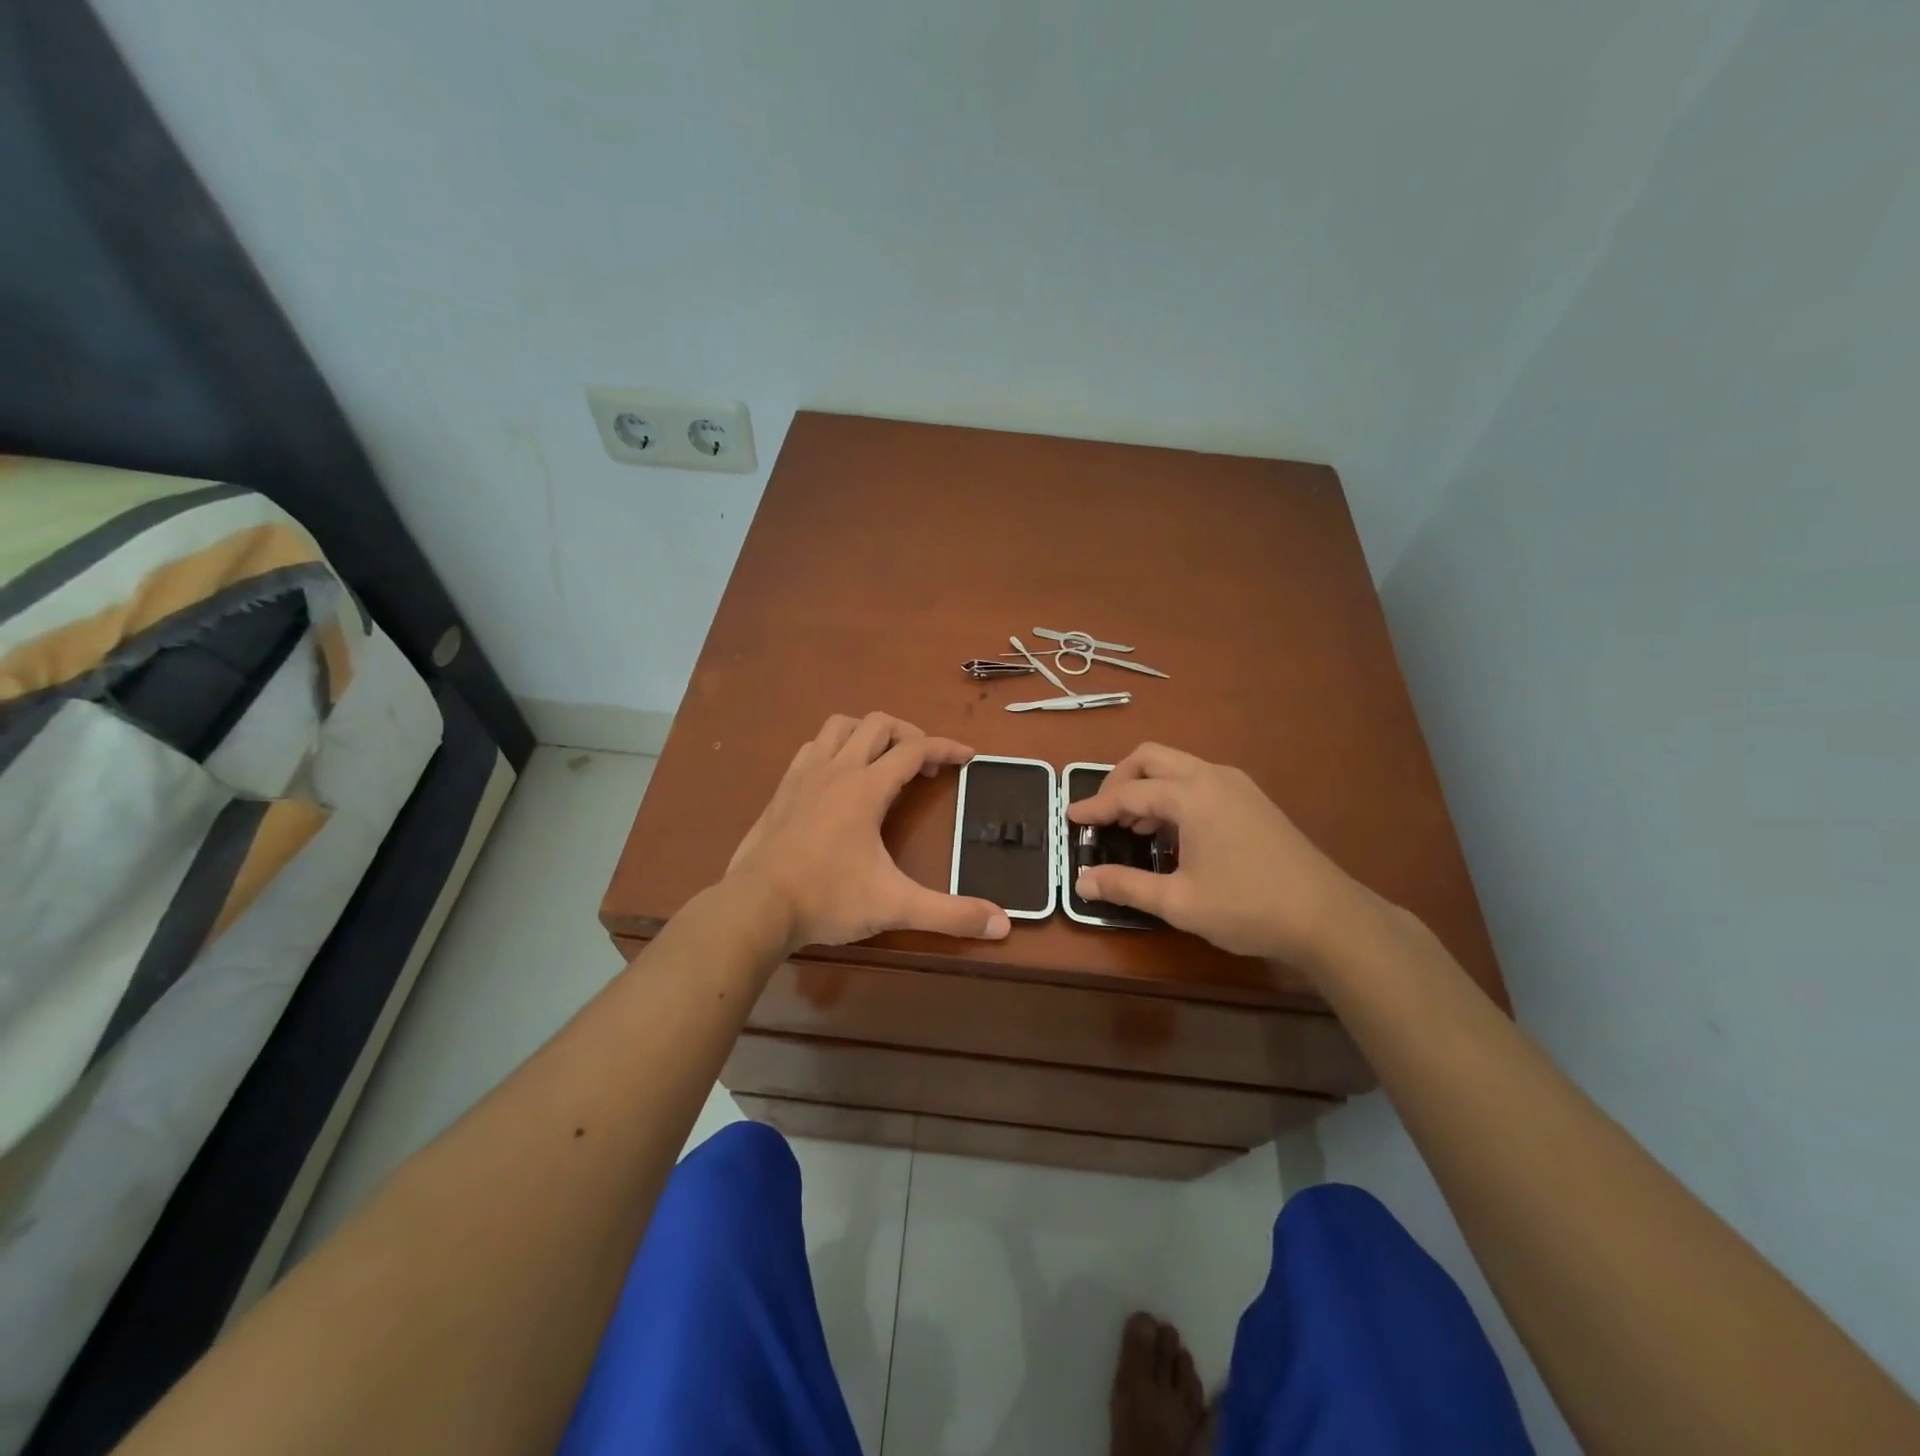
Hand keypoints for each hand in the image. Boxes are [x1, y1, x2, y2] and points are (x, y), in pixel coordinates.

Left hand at [727, 713, 1012, 951]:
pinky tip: (839, 776)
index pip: (915, 750)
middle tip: (925, 765)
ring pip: (840, 727)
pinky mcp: (782, 789)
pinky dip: (835, 747)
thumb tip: (1003, 924)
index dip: (946, 748)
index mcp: (866, 788)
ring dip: (868, 733)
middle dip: (909, 735)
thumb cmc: (827, 899)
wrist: (755, 907)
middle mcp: (836, 770)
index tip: (967, 757)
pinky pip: (813, 747)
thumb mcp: (895, 907)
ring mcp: (804, 775)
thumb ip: (950, 914)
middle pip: (878, 724)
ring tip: (884, 761)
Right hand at [1066, 743, 1370, 965]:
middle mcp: (1213, 777)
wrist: (1328, 916)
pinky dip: (1174, 794)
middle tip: (1104, 815)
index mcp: (1192, 796)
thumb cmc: (1248, 907)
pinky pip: (1199, 780)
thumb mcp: (1179, 902)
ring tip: (1134, 828)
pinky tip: (1173, 833)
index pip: (1129, 792)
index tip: (1070, 817)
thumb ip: (1126, 886)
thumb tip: (1082, 882)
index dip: (1095, 806)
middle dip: (1120, 780)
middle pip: (1151, 758)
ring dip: (1148, 787)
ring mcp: (1237, 785)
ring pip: (1177, 766)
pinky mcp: (1252, 799)